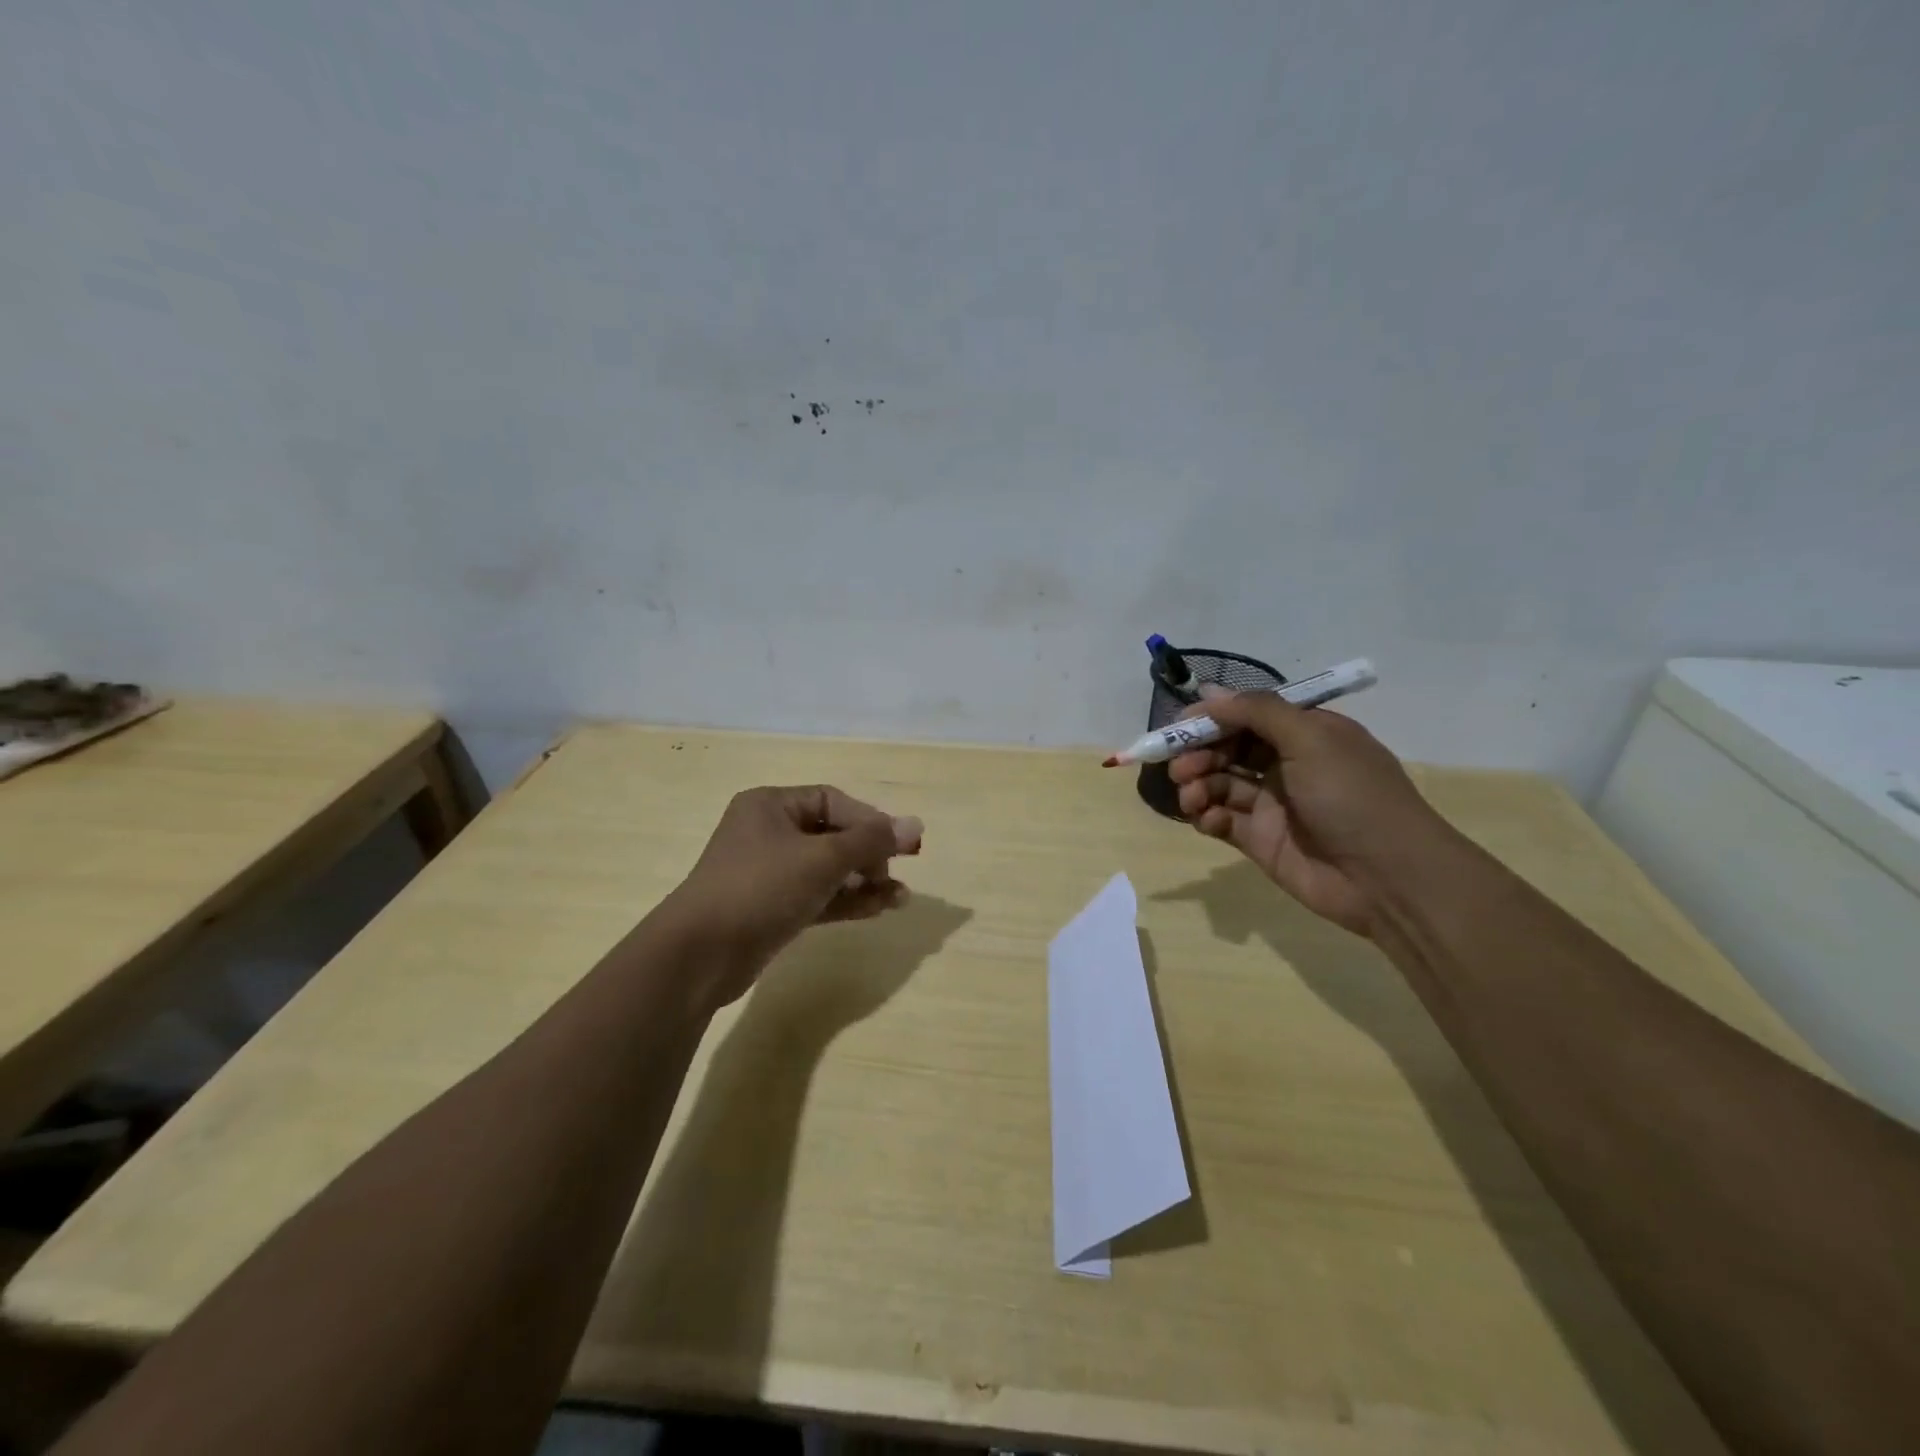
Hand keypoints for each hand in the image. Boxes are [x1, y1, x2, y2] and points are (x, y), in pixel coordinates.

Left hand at [662, 785, 922, 1006]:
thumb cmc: (761, 888)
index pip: (833, 801)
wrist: (699, 955)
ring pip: (827, 869)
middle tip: (894, 874)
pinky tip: (879, 909)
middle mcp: (768, 832)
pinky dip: (846, 900)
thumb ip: (871, 841)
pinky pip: (817, 896)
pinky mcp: (771, 908)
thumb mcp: (822, 859)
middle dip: (869, 855)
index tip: (901, 845)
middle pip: (832, 834)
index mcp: (771, 805)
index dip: (871, 821)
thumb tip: (916, 824)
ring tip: (900, 899)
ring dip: (864, 881)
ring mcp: (768, 873)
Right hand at [1168, 690, 1454, 936]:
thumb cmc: (1352, 796)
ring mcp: (1271, 804)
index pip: (1248, 716)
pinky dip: (1206, 816)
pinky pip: (1220, 819)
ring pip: (1218, 783)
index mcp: (1305, 734)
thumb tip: (1210, 693)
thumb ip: (1258, 712)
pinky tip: (1207, 819)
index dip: (1213, 718)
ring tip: (1190, 796)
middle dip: (1198, 753)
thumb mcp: (1311, 738)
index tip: (1180, 727)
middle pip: (1227, 749)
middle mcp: (1286, 764)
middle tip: (1179, 767)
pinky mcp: (1259, 840)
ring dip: (1197, 784)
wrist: (1387, 877)